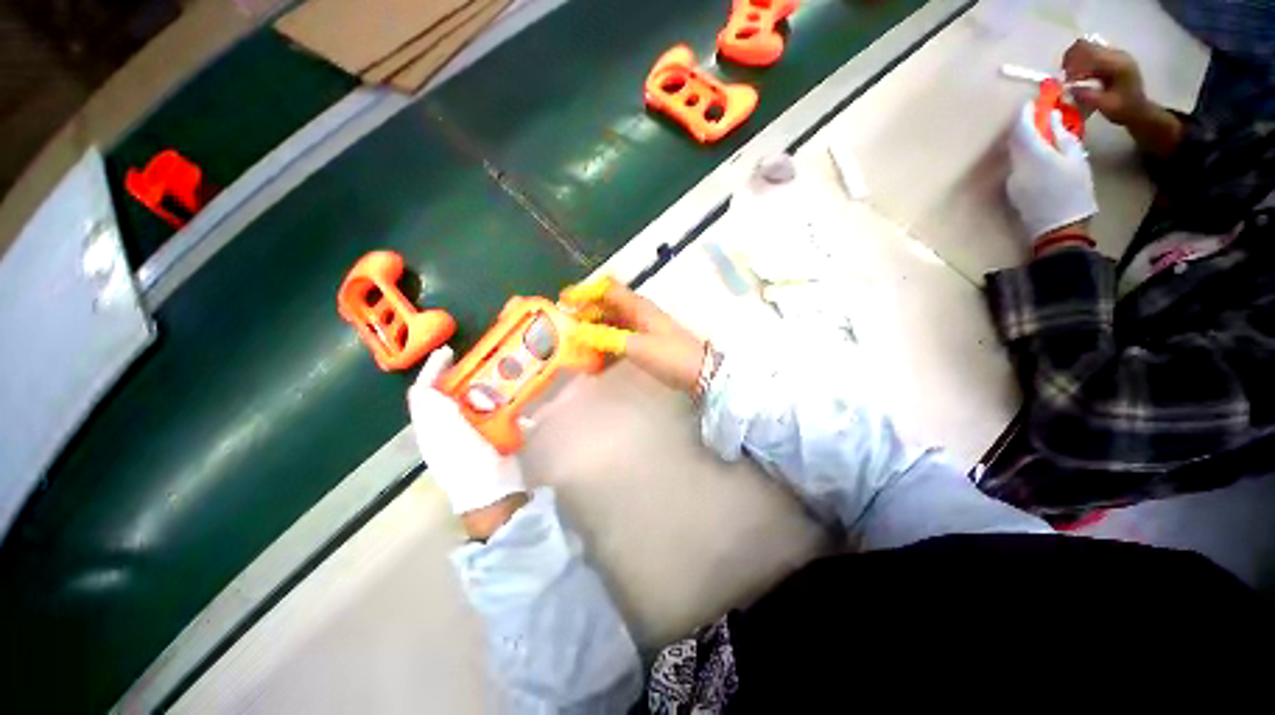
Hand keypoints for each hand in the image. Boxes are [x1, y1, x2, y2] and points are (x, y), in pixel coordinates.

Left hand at [408, 347, 526, 525]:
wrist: (495, 494)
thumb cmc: (472, 466)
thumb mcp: (453, 438)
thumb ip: (439, 413)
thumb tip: (426, 388)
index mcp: (431, 427)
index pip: (424, 392)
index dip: (433, 370)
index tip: (450, 352)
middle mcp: (445, 427)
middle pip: (450, 393)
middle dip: (468, 385)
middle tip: (486, 384)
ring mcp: (467, 432)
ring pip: (473, 402)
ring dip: (488, 397)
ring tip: (501, 402)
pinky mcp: (486, 435)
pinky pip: (493, 414)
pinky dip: (503, 409)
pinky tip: (514, 413)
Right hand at [562, 277, 706, 394]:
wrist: (700, 373)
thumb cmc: (669, 355)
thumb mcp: (636, 346)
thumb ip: (605, 338)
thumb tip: (576, 331)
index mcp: (637, 306)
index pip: (608, 289)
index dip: (585, 291)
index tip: (564, 301)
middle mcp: (638, 313)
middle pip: (607, 307)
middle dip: (585, 315)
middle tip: (565, 330)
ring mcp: (643, 329)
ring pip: (612, 325)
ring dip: (595, 334)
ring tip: (576, 348)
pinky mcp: (646, 344)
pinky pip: (621, 340)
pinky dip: (607, 348)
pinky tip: (596, 364)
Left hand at [1007, 102, 1098, 243]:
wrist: (1059, 227)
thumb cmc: (1074, 191)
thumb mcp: (1076, 159)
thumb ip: (1062, 136)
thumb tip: (1053, 119)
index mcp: (1033, 155)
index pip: (1021, 127)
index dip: (1026, 113)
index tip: (1034, 103)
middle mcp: (1016, 165)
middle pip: (1015, 140)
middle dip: (1026, 126)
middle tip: (1042, 117)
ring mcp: (1011, 179)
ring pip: (1015, 153)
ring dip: (1026, 141)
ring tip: (1045, 136)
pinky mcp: (1012, 190)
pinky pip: (1017, 166)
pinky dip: (1026, 156)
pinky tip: (1041, 157)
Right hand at [1062, 40, 1150, 126]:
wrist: (1139, 110)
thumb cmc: (1124, 110)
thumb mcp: (1106, 106)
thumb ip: (1088, 96)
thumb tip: (1069, 88)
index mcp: (1117, 63)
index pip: (1089, 52)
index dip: (1073, 63)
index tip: (1066, 79)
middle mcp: (1116, 54)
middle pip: (1086, 46)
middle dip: (1071, 61)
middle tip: (1066, 78)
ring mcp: (1114, 56)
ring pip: (1086, 49)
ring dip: (1074, 63)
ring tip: (1072, 79)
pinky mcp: (1110, 60)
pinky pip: (1090, 55)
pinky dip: (1080, 65)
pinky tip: (1079, 78)